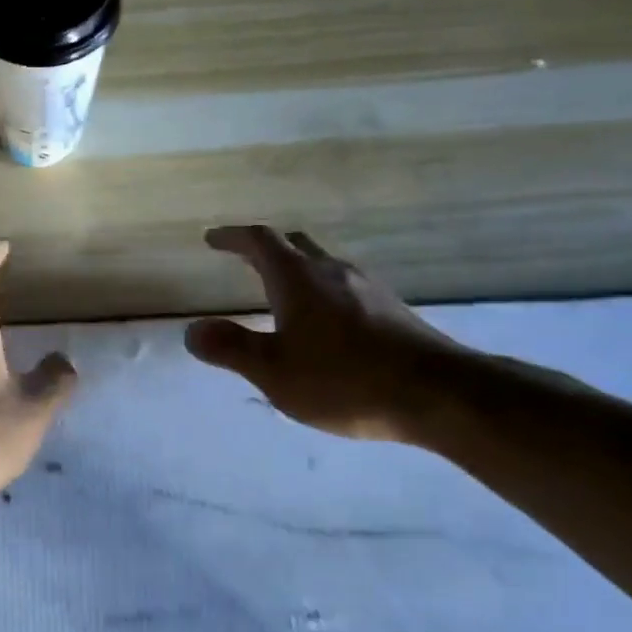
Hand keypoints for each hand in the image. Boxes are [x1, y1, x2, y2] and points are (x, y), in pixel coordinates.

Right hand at [185, 226, 461, 442]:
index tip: (213, 238)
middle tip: (242, 257)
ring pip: (323, 264)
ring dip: (296, 268)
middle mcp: (333, 272)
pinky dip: (320, 290)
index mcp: (299, 279)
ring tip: (280, 289)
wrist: (439, 395)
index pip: (260, 241)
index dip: (233, 237)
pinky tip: (324, 321)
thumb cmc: (345, 380)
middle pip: (295, 244)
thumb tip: (192, 330)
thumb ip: (230, 347)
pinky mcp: (391, 310)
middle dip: (265, 247)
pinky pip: (344, 286)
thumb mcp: (274, 371)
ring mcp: (367, 288)